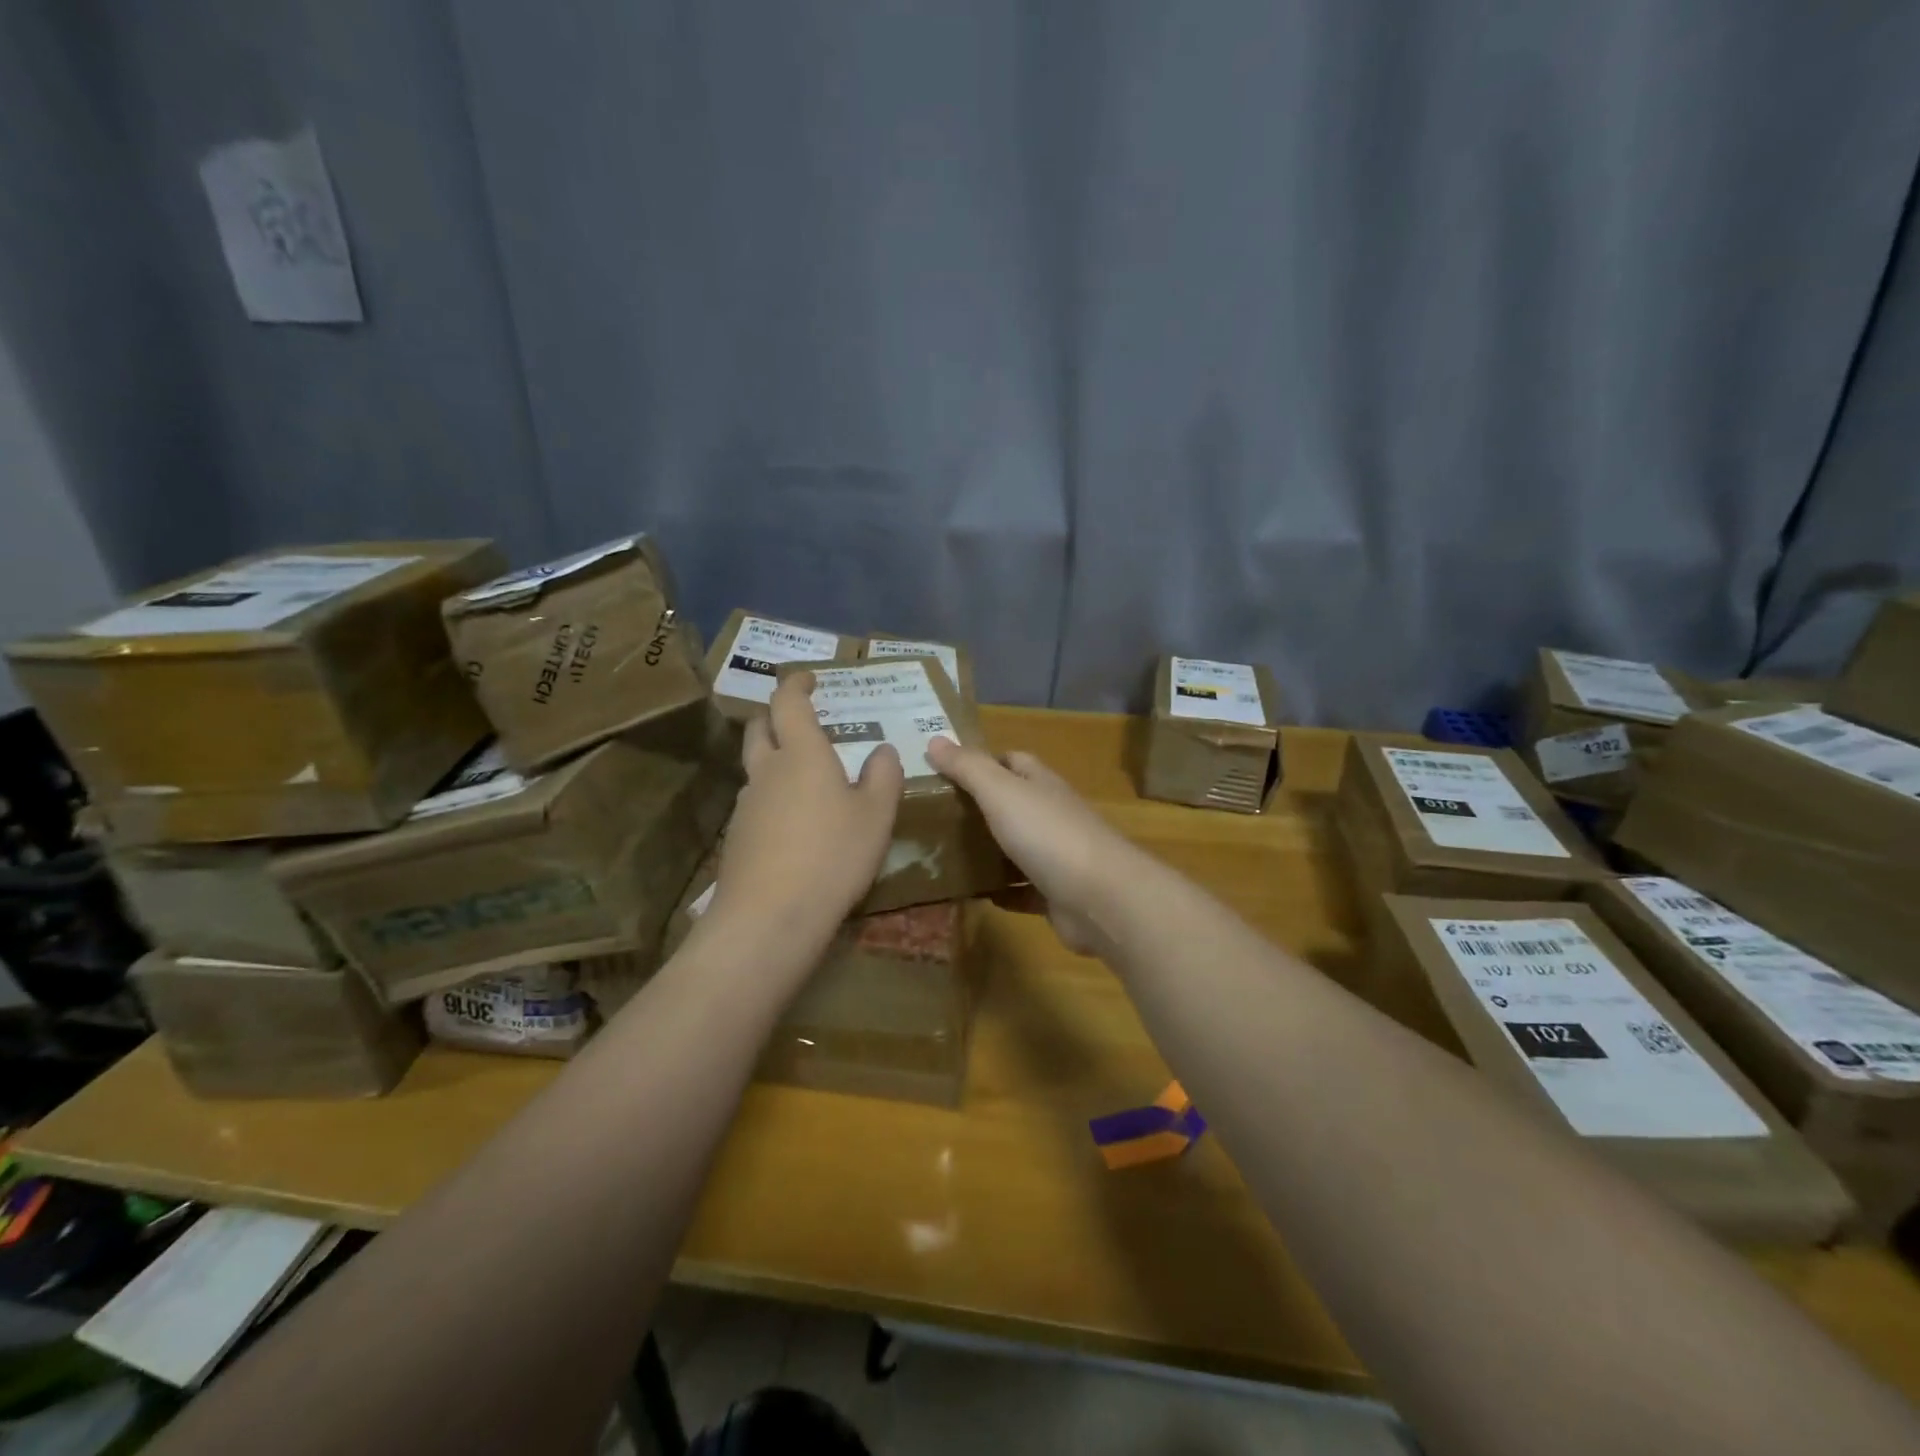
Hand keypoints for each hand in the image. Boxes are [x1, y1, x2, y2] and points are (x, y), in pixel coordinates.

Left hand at [708, 672, 904, 967]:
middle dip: (776, 715)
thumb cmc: (833, 855)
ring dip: (775, 760)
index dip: (796, 684)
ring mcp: (746, 805)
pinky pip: (755, 803)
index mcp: (802, 755)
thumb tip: (883, 750)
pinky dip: (773, 798)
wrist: (770, 917)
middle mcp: (767, 771)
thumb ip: (884, 776)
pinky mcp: (737, 837)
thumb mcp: (876, 816)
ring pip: (756, 768)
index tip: (808, 678)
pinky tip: (794, 825)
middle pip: (760, 728)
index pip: (788, 702)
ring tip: (805, 778)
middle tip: (799, 719)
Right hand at [924, 738, 1138, 955]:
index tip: (945, 771)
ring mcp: (1057, 855)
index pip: (1012, 761)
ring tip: (943, 855)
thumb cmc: (1048, 835)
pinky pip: (1022, 889)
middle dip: (979, 808)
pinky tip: (973, 894)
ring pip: (1016, 847)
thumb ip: (968, 767)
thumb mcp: (1001, 792)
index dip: (982, 762)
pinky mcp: (1056, 894)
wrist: (1101, 898)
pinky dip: (1001, 891)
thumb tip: (934, 739)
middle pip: (1013, 804)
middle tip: (934, 817)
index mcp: (1041, 784)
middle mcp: (1051, 815)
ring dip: (988, 851)